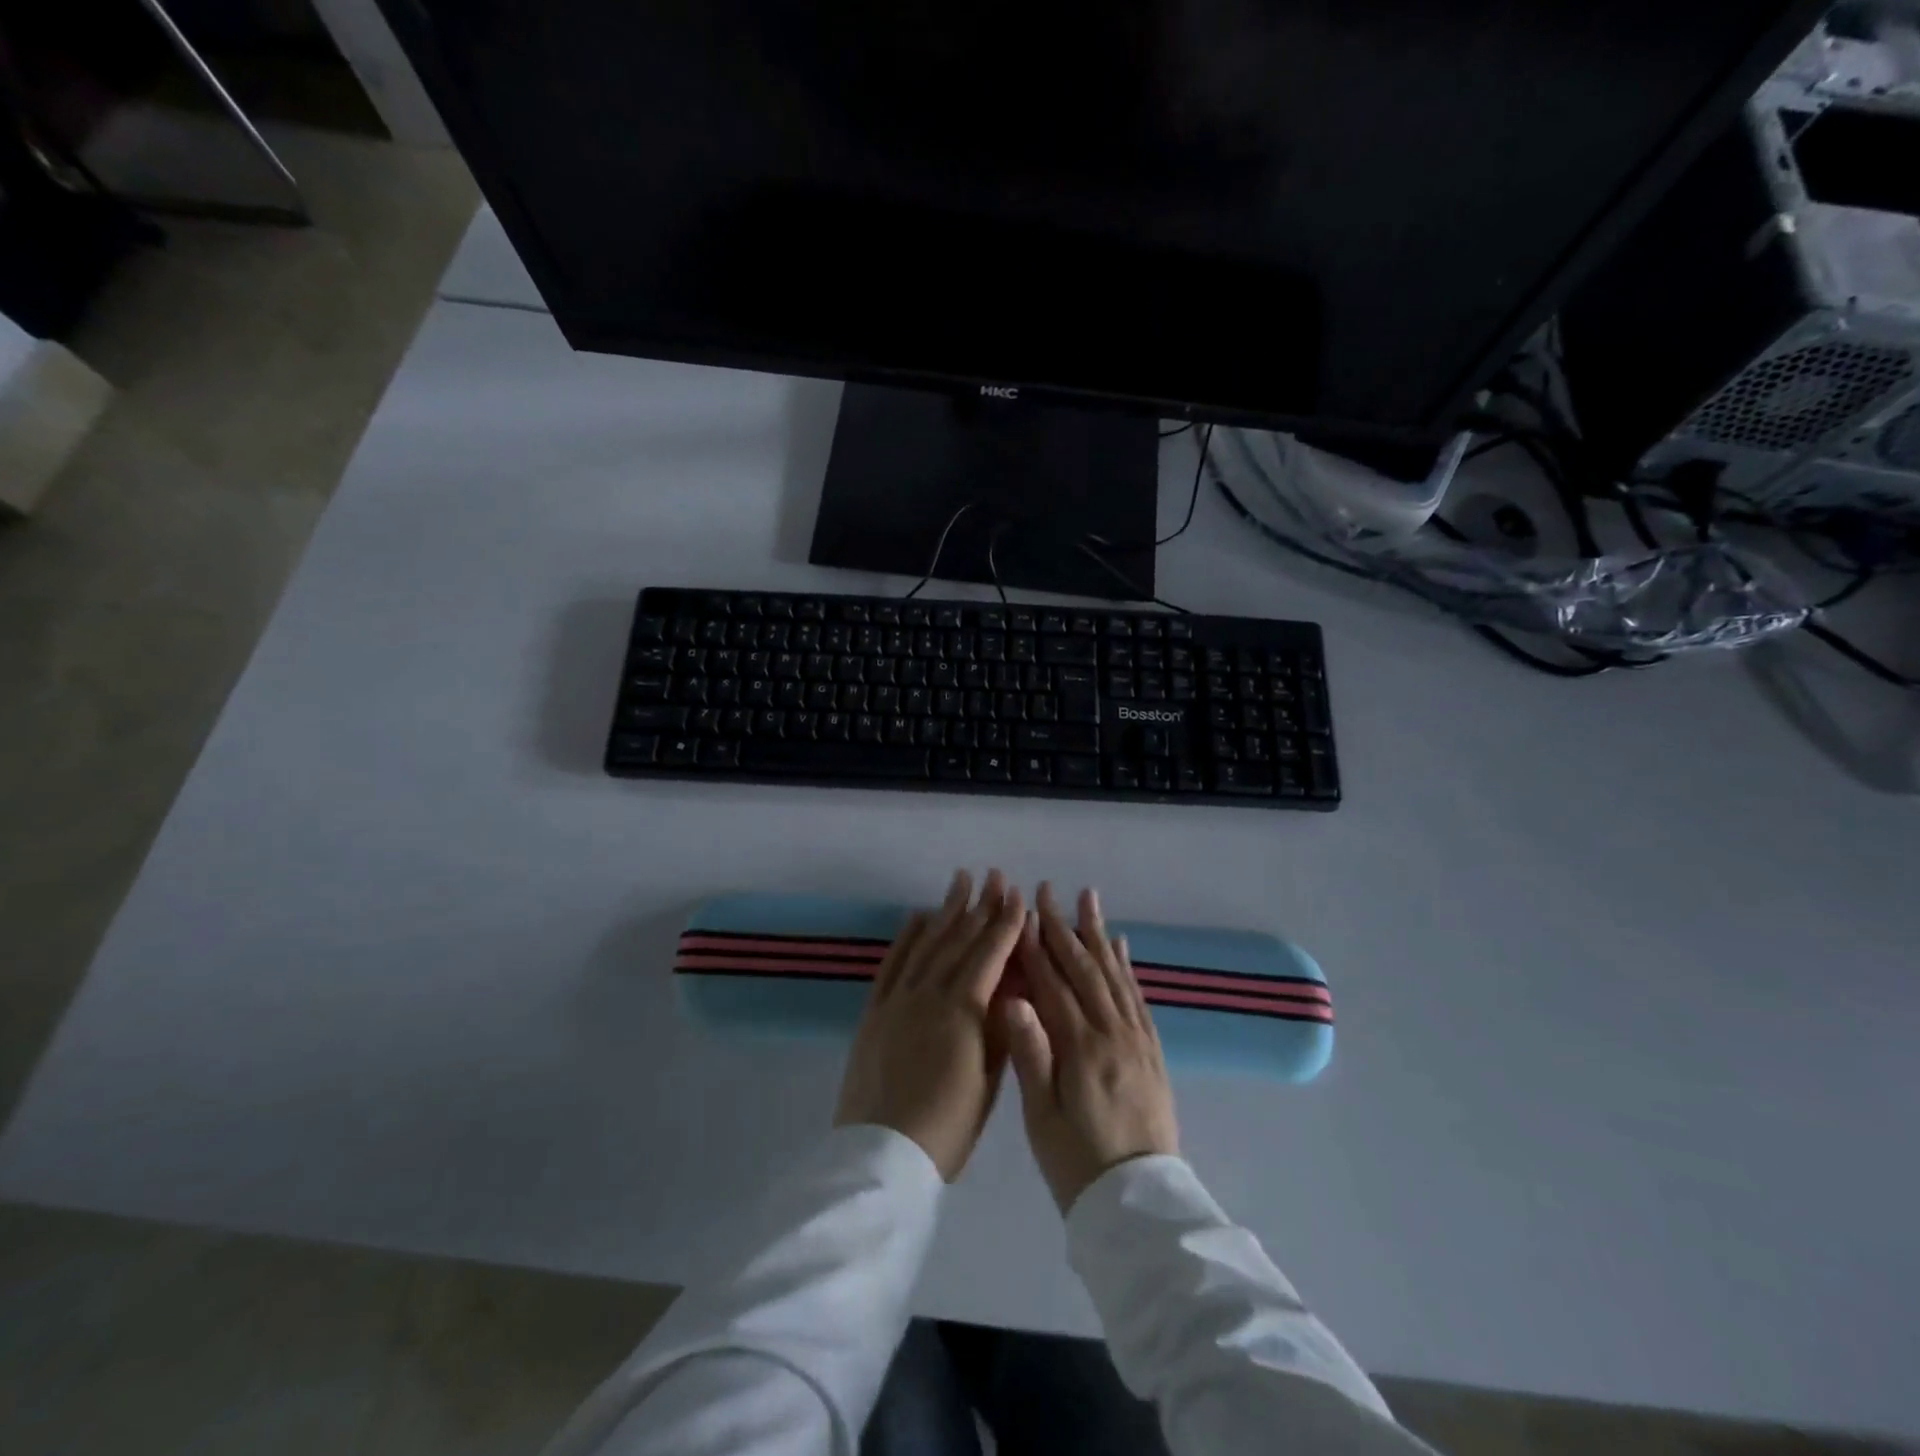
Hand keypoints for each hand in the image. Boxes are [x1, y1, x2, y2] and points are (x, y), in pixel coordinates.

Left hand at [835, 869, 1025, 1180]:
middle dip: (980, 905)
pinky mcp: (875, 1009)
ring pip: (927, 943)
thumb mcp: (990, 1079)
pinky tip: (917, 915)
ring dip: (946, 910)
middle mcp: (931, 991)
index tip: (1017, 895)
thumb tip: (1015, 985)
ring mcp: (899, 997)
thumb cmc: (949, 1126)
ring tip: (960, 881)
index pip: (990, 953)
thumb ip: (1001, 1027)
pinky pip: (892, 962)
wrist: (884, 1153)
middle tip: (993, 876)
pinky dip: (907, 936)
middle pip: (960, 939)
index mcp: (964, 1009)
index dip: (1006, 922)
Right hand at [1001, 882, 1179, 1213]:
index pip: (1053, 984)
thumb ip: (1030, 1054)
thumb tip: (1012, 998)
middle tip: (1050, 890)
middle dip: (1064, 927)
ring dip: (1099, 934)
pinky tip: (1121, 947)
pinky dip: (1127, 967)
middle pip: (1085, 969)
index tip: (1023, 911)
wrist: (1138, 1206)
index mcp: (1081, 1049)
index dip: (1036, 946)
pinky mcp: (1152, 1051)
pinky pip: (1139, 998)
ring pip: (1114, 975)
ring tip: (1088, 899)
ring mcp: (1137, 1040)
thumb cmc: (1076, 1164)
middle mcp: (1112, 1033)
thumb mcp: (1042, 1118)